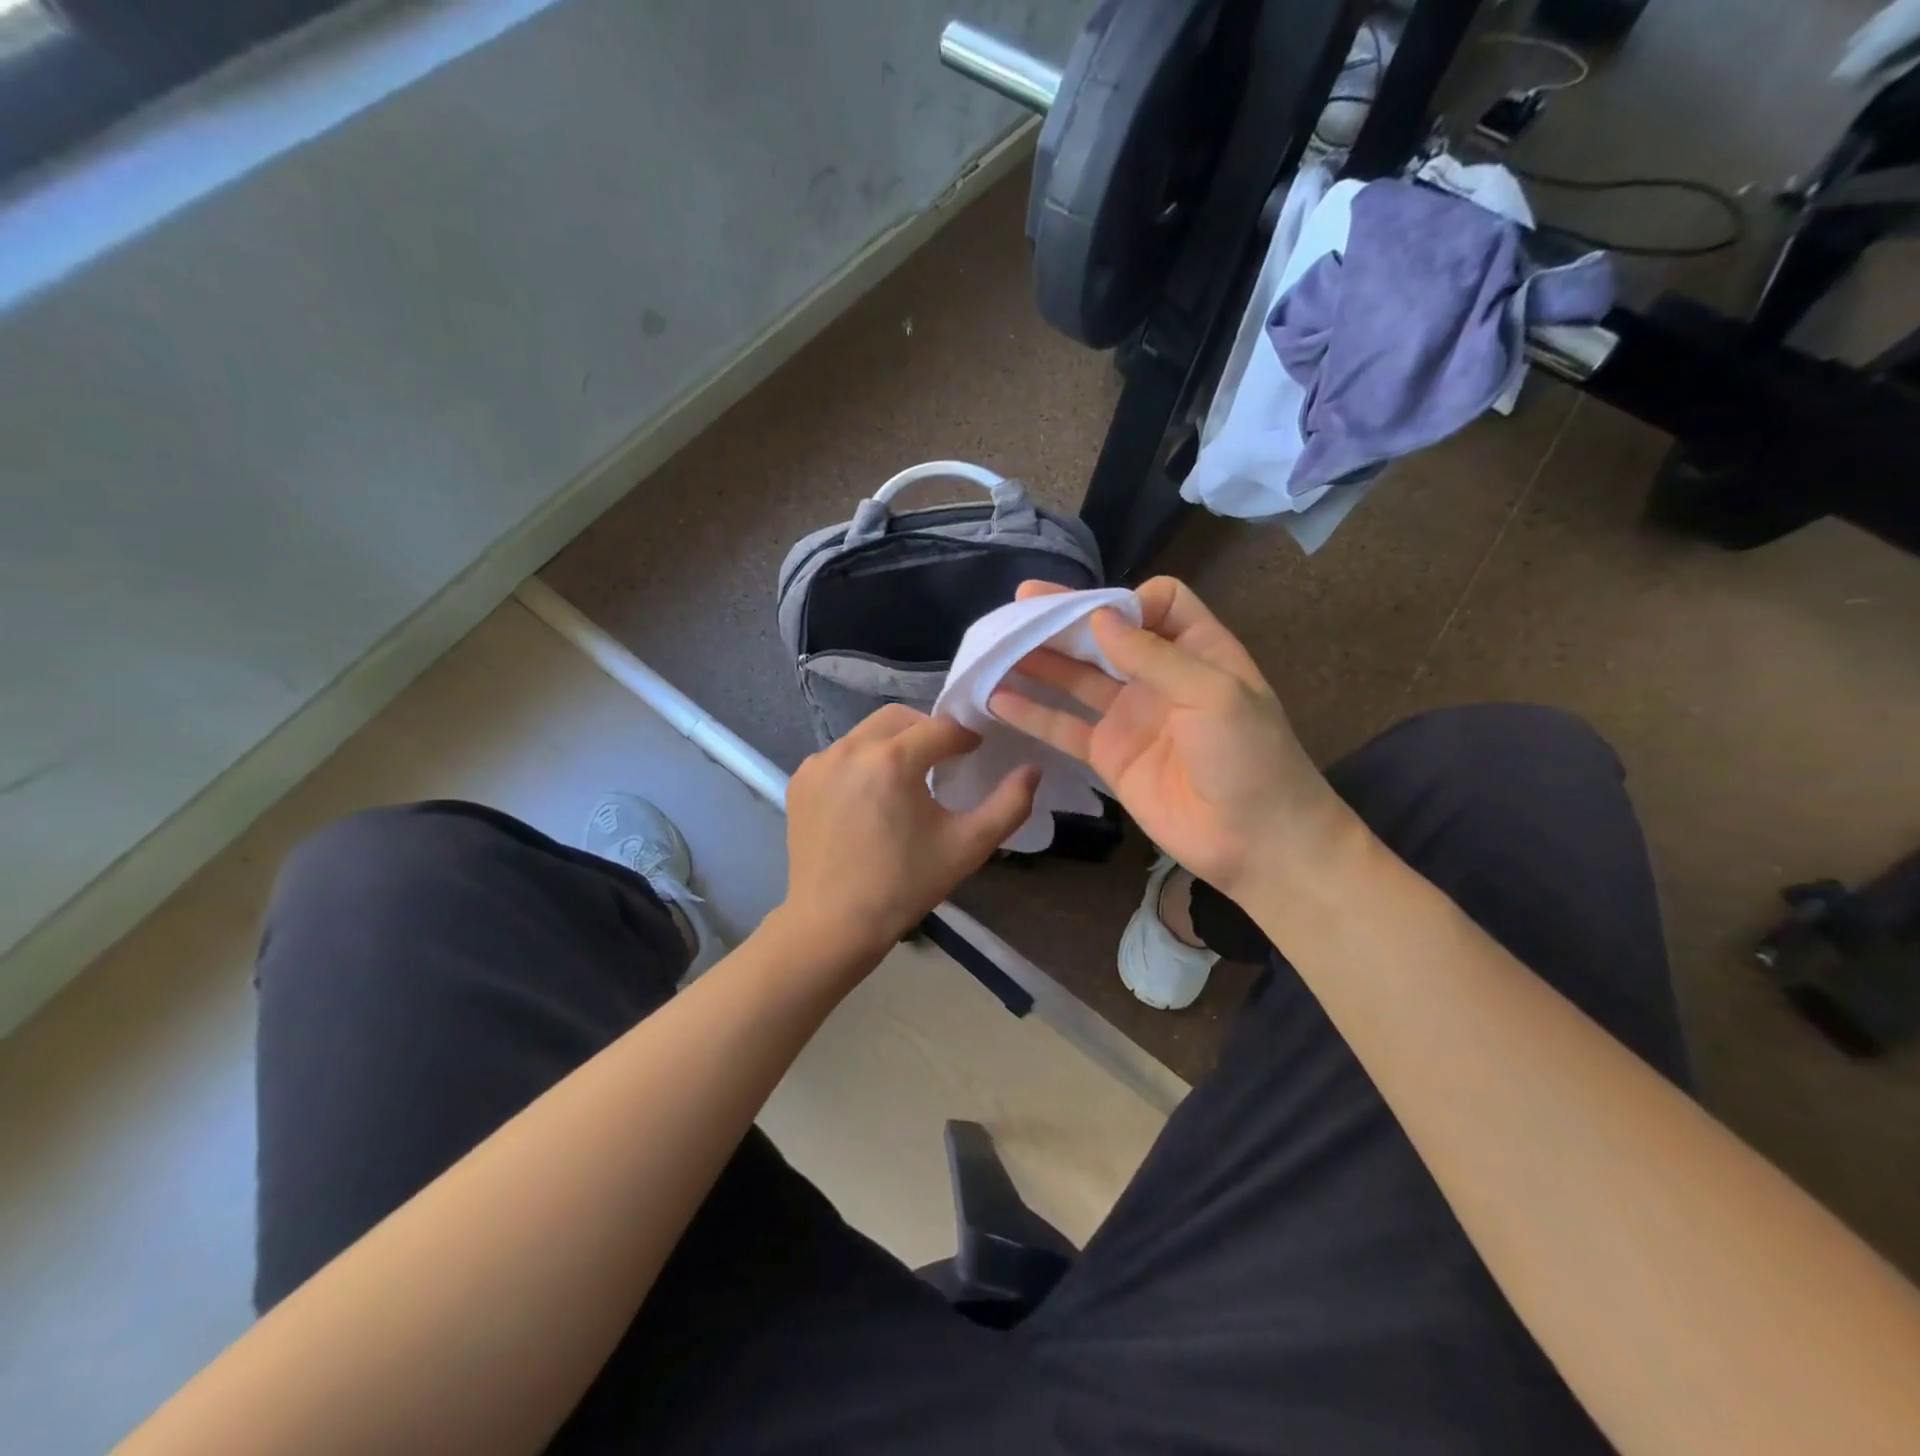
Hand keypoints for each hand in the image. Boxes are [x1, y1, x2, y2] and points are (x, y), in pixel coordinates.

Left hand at [780, 704, 1039, 961]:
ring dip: (894, 743)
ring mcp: (819, 762)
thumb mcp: (967, 847)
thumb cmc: (904, 886)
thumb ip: (1009, 805)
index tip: (977, 752)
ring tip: (909, 777)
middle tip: (946, 759)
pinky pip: (841, 753)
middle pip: (900, 718)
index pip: (940, 728)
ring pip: (868, 732)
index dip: (965, 736)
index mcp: (892, 761)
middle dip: (928, 730)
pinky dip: (863, 761)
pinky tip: (872, 795)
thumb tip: (1032, 770)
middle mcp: (850, 749)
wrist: (832, 924)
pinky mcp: (801, 779)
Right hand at [989, 577, 1353, 898]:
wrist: (1256, 841)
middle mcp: (1159, 677)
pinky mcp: (1108, 755)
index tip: (1100, 616)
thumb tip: (1098, 617)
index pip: (1158, 603)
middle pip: (1105, 635)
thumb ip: (1154, 655)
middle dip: (1065, 619)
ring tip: (997, 645)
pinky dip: (1032, 714)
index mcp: (1197, 650)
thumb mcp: (1215, 693)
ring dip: (1040, 661)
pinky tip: (996, 699)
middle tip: (1020, 603)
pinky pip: (1065, 727)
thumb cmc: (1250, 758)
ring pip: (1077, 678)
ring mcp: (1130, 716)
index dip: (1128, 601)